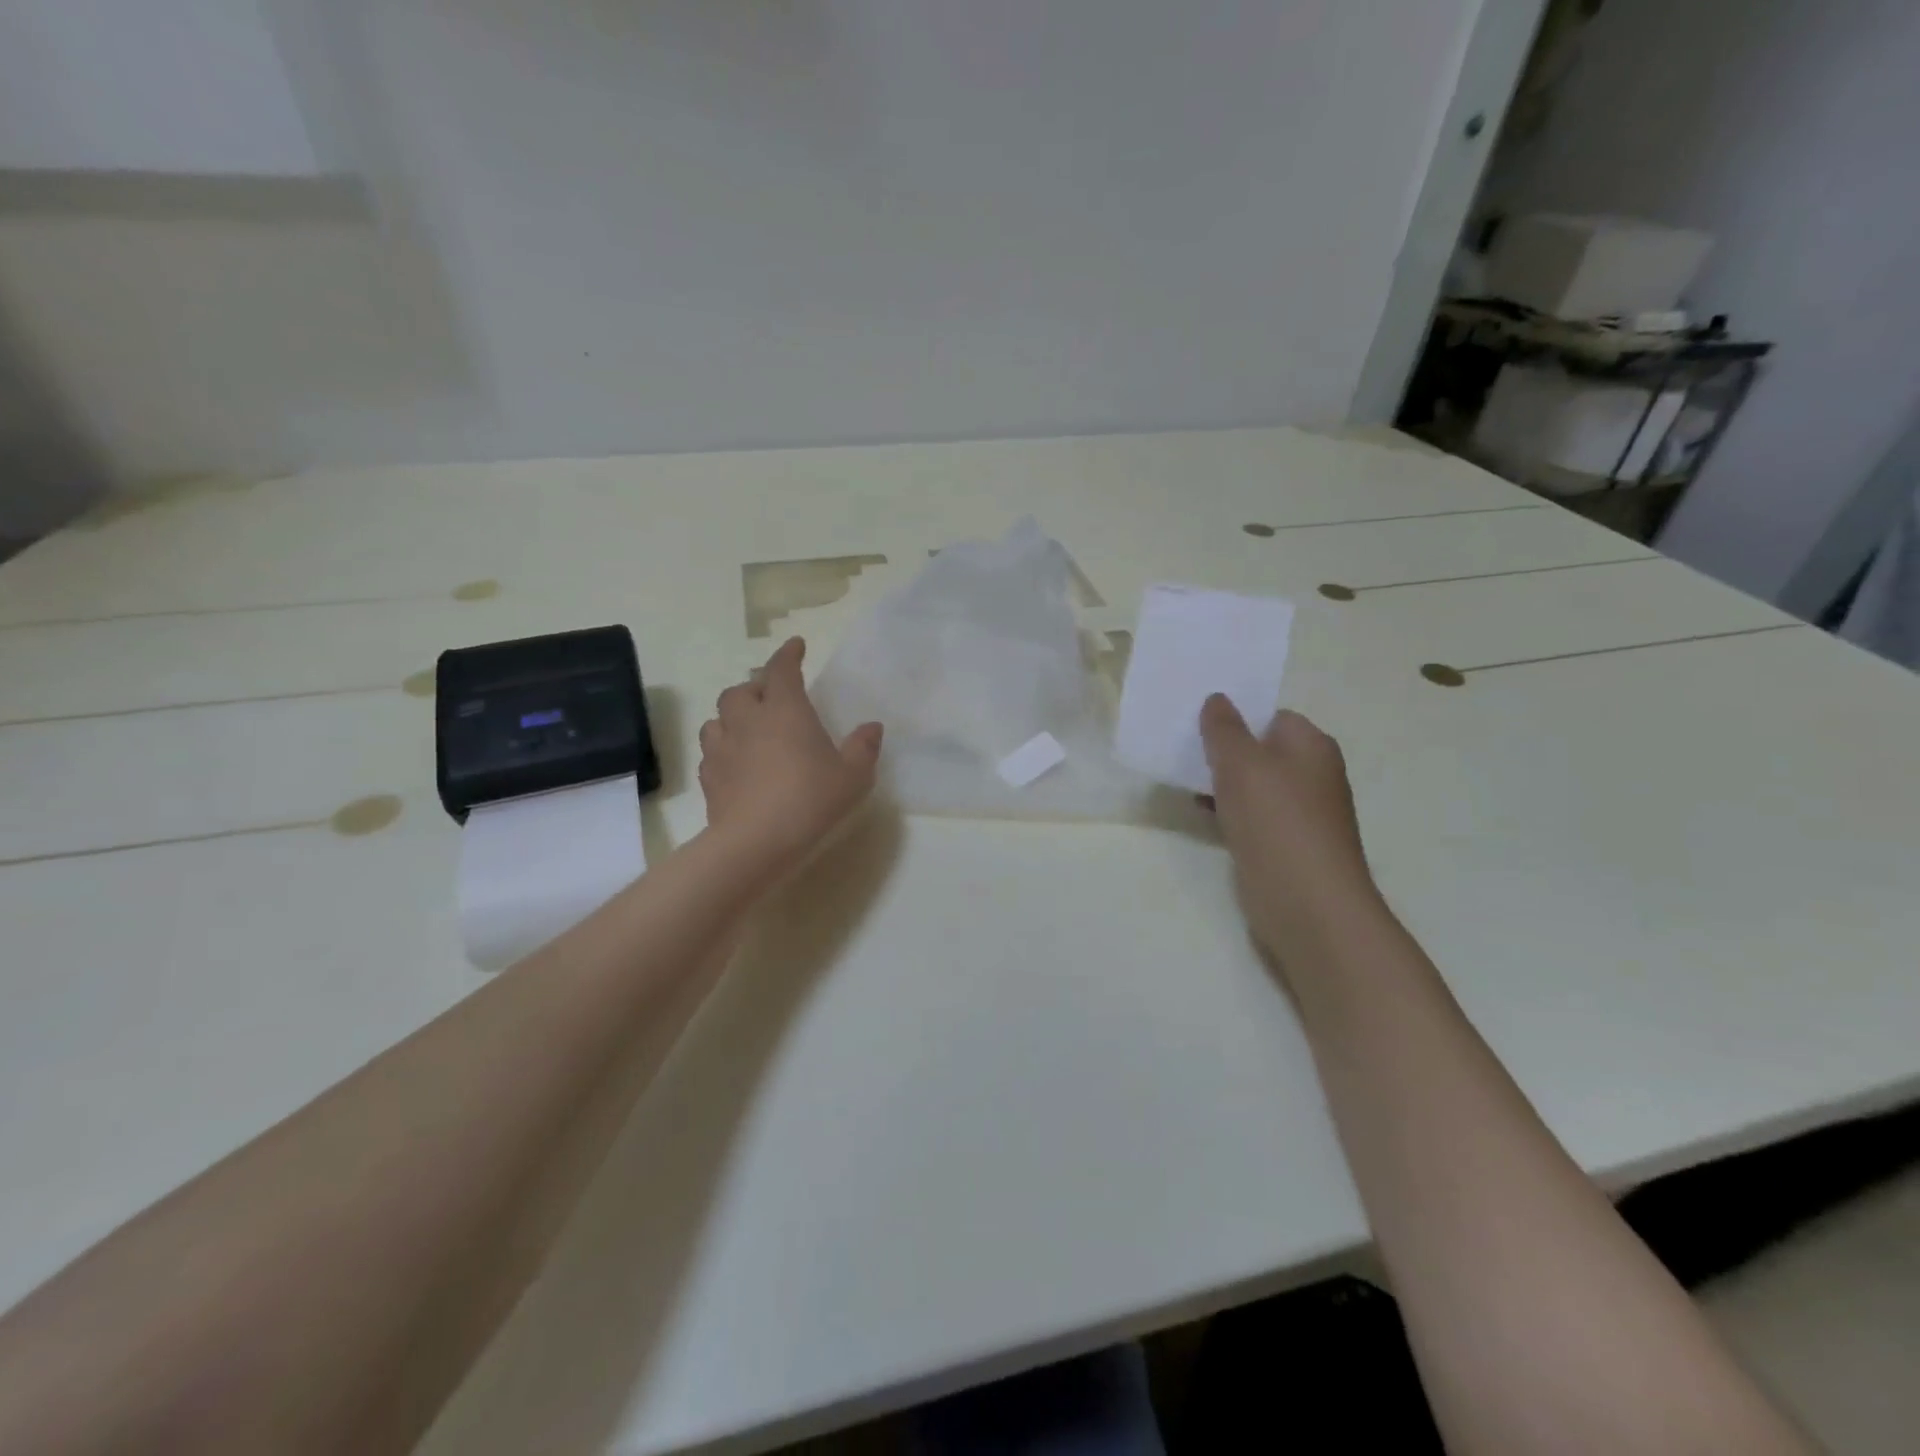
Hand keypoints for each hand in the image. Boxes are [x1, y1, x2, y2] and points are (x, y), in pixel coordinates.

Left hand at [698, 638, 883, 876]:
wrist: (756, 843)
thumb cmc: (810, 800)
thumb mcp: (853, 777)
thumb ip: (863, 748)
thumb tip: (872, 727)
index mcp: (785, 710)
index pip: (782, 670)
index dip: (789, 655)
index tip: (796, 646)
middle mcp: (748, 721)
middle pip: (741, 690)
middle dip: (756, 687)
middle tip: (771, 696)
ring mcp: (723, 749)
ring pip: (718, 718)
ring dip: (732, 716)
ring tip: (748, 727)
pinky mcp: (709, 778)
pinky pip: (712, 751)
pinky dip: (723, 748)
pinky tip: (735, 761)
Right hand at [1199, 696, 1381, 960]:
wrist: (1307, 906)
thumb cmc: (1277, 823)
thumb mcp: (1242, 764)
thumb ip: (1224, 729)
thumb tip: (1217, 698)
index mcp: (1311, 746)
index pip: (1270, 715)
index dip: (1235, 716)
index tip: (1196, 721)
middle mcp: (1311, 774)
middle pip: (1260, 749)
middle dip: (1222, 749)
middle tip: (1181, 748)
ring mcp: (1300, 813)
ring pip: (1252, 785)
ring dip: (1221, 783)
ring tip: (1182, 780)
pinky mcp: (1285, 845)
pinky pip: (1251, 816)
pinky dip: (1228, 812)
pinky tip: (1201, 815)